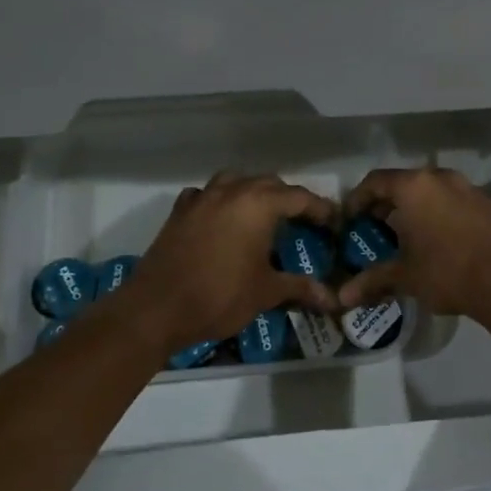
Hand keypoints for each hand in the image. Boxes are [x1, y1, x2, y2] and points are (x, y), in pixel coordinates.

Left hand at [120, 172, 339, 352]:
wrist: (157, 308)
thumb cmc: (220, 296)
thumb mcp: (266, 292)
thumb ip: (300, 288)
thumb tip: (332, 299)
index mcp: (258, 204)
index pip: (299, 197)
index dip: (320, 209)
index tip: (334, 223)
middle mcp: (231, 191)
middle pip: (268, 183)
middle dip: (289, 198)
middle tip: (303, 221)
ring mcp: (202, 198)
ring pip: (235, 181)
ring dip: (253, 192)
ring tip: (263, 215)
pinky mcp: (179, 212)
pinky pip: (206, 195)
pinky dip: (220, 201)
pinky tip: (222, 219)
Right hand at [335, 166, 490, 320]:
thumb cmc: (446, 272)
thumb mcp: (404, 276)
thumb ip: (373, 280)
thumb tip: (343, 296)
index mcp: (414, 187)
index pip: (375, 181)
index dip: (358, 199)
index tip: (351, 219)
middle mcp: (441, 178)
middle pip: (405, 183)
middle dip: (387, 204)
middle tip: (376, 229)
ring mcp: (469, 189)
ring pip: (432, 192)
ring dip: (416, 209)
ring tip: (408, 237)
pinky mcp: (490, 205)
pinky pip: (455, 203)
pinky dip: (441, 215)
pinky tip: (441, 242)